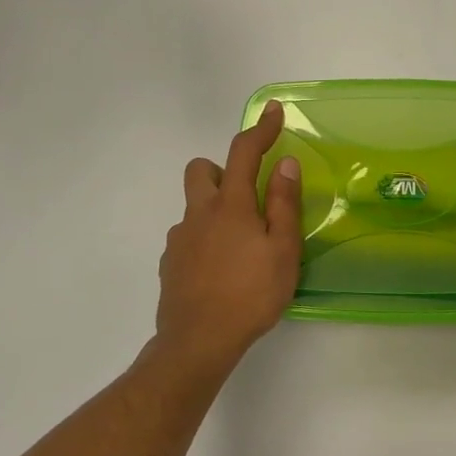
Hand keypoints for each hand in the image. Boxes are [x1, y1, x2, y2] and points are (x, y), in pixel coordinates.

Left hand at [154, 100, 303, 376]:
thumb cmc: (250, 295)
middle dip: (223, 170)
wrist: (197, 342)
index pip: (244, 152)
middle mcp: (199, 214)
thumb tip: (285, 164)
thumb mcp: (282, 251)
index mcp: (231, 206)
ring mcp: (179, 239)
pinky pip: (188, 237)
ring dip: (215, 210)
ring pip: (194, 206)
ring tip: (241, 246)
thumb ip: (284, 205)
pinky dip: (205, 240)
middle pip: (201, 169)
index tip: (273, 112)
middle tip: (249, 198)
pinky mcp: (170, 263)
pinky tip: (221, 270)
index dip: (261, 129)